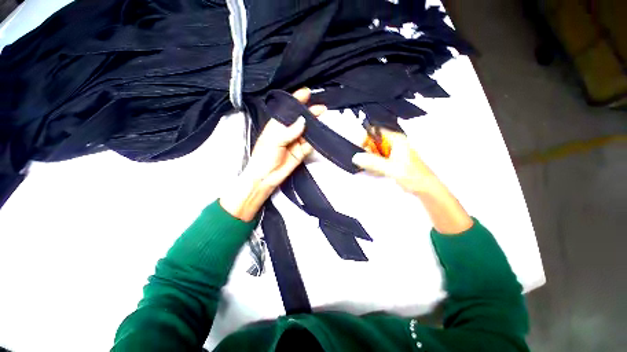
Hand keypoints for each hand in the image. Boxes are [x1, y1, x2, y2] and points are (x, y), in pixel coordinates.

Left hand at [220, 88, 326, 220]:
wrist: (266, 177)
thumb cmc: (263, 157)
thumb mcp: (274, 141)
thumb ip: (289, 131)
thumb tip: (302, 122)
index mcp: (277, 125)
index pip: (288, 110)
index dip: (297, 101)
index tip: (306, 93)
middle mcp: (287, 132)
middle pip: (300, 120)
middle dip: (310, 113)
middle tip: (320, 109)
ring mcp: (295, 142)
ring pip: (307, 131)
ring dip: (314, 127)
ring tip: (321, 121)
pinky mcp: (301, 152)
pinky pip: (310, 144)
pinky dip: (314, 141)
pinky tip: (318, 136)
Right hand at [352, 129, 435, 194]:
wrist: (425, 188)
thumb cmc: (413, 176)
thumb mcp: (391, 168)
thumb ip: (373, 162)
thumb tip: (356, 157)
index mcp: (396, 140)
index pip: (375, 132)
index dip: (365, 139)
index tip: (360, 150)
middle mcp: (393, 144)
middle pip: (373, 143)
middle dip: (368, 154)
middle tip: (368, 164)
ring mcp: (392, 153)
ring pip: (374, 153)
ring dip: (371, 162)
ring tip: (377, 171)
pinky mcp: (391, 161)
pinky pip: (377, 161)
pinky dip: (375, 167)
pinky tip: (379, 173)